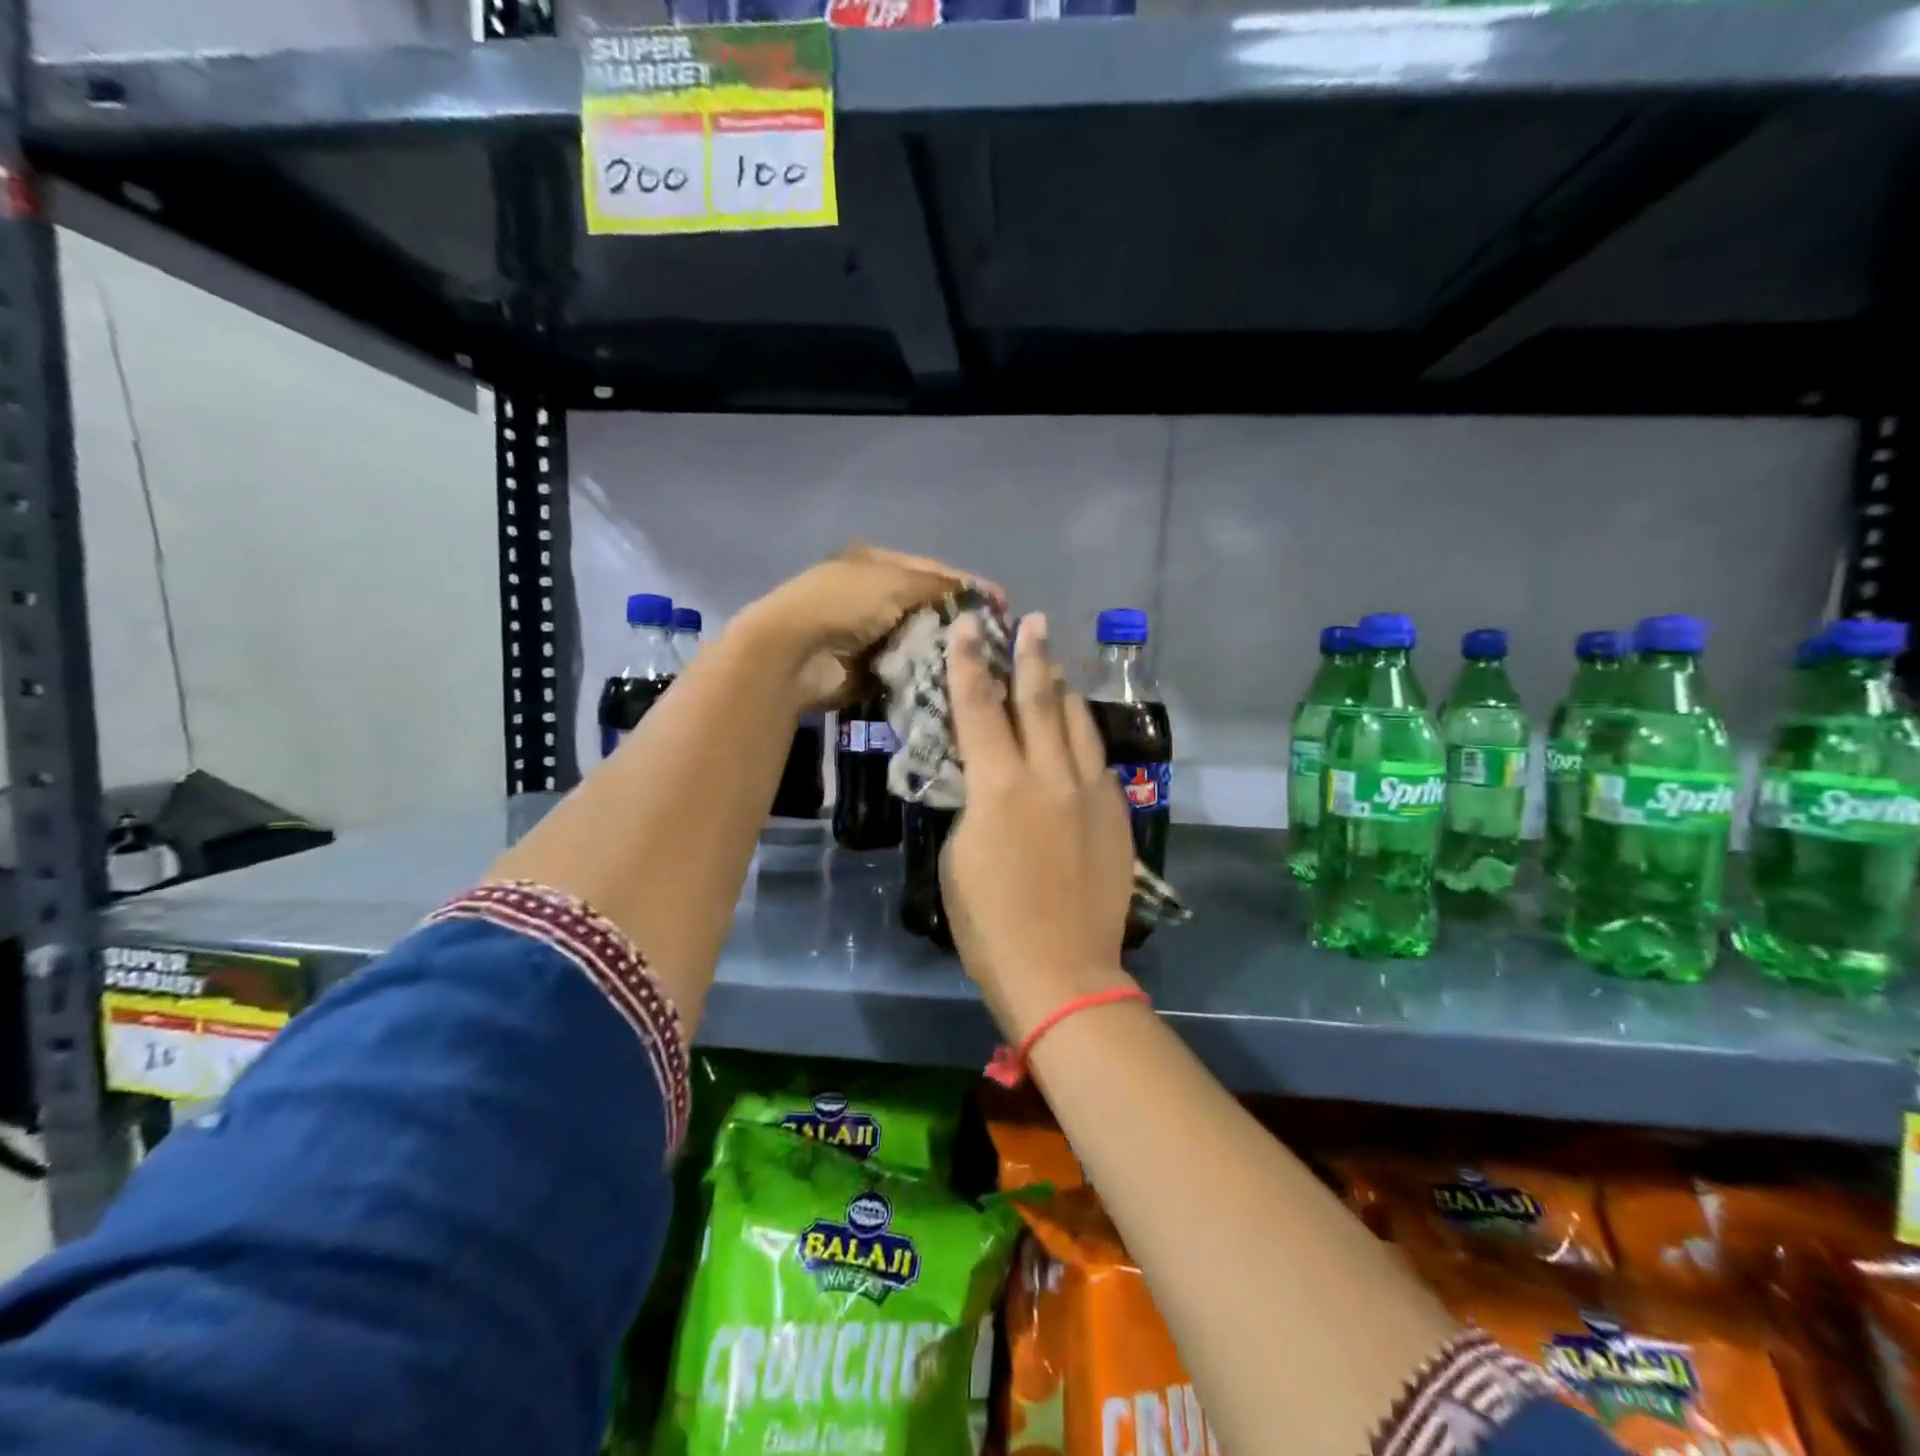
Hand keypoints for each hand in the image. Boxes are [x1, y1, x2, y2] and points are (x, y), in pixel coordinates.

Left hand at [736, 543, 996, 710]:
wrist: (793, 654)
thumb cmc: (843, 604)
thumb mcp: (895, 582)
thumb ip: (940, 587)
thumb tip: (981, 595)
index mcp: (877, 563)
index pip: (934, 571)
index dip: (969, 586)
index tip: (1003, 605)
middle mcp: (875, 594)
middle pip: (929, 606)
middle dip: (960, 622)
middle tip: (997, 639)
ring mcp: (871, 633)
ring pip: (921, 640)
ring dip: (946, 650)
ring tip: (983, 663)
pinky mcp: (869, 668)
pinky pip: (908, 668)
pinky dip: (927, 673)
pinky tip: (955, 680)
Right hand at [939, 612, 1136, 1041]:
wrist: (1062, 970)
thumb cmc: (990, 922)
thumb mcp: (960, 855)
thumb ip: (976, 804)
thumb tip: (990, 782)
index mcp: (1000, 785)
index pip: (980, 707)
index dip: (970, 662)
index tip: (969, 625)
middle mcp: (1050, 776)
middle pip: (1040, 700)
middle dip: (1032, 656)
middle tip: (1032, 621)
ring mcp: (1091, 792)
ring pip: (1079, 724)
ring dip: (1064, 690)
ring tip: (1055, 666)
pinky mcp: (1116, 814)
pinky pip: (1098, 761)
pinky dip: (1082, 739)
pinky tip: (1077, 735)